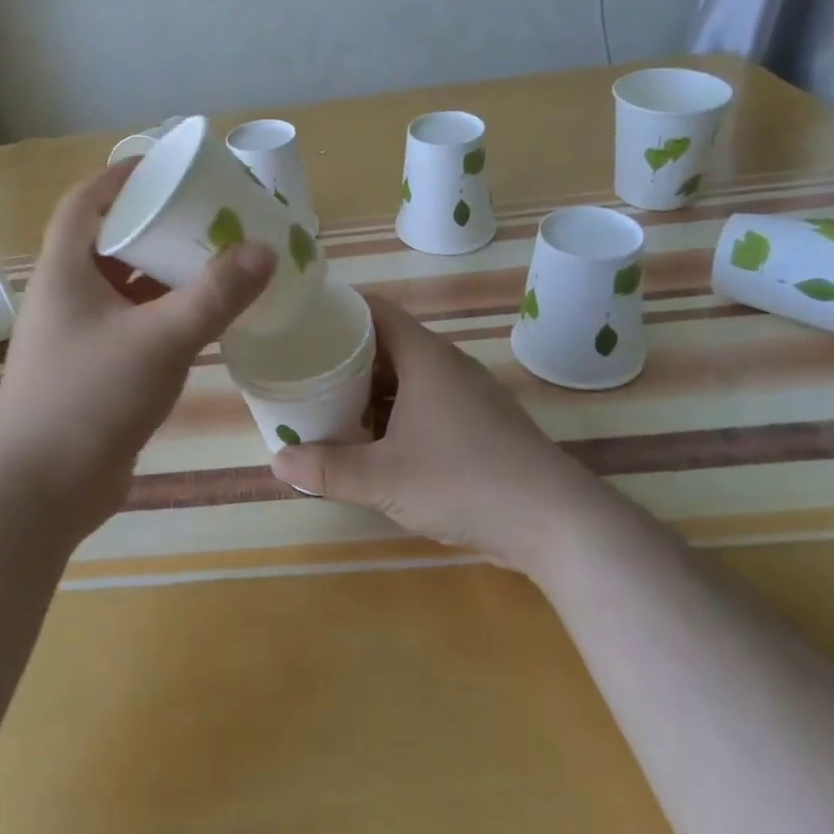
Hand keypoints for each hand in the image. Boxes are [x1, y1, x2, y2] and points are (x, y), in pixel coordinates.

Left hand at [0, 164, 275, 537]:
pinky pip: (134, 327)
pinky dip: (165, 316)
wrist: (38, 493)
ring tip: (217, 260)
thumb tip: (264, 250)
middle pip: (111, 242)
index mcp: (64, 270)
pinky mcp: (95, 373)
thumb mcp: (159, 339)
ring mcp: (79, 337)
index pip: (85, 202)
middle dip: (157, 226)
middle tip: (209, 216)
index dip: (120, 176)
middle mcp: (66, 296)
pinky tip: (204, 319)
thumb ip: (215, 294)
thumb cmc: (88, 399)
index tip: (166, 168)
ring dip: (165, 274)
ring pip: (125, 289)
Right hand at [268, 294, 598, 569]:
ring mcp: (467, 395)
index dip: (337, 311)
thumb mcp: (385, 478)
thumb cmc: (465, 482)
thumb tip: (276, 462)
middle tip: (304, 370)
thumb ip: (328, 469)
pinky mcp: (480, 424)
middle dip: (344, 356)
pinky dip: (395, 412)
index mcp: (425, 357)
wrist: (557, 523)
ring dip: (369, 388)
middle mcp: (447, 365)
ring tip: (328, 404)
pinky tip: (374, 441)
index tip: (301, 323)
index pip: (374, 310)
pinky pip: (425, 402)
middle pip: (386, 343)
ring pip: (407, 376)